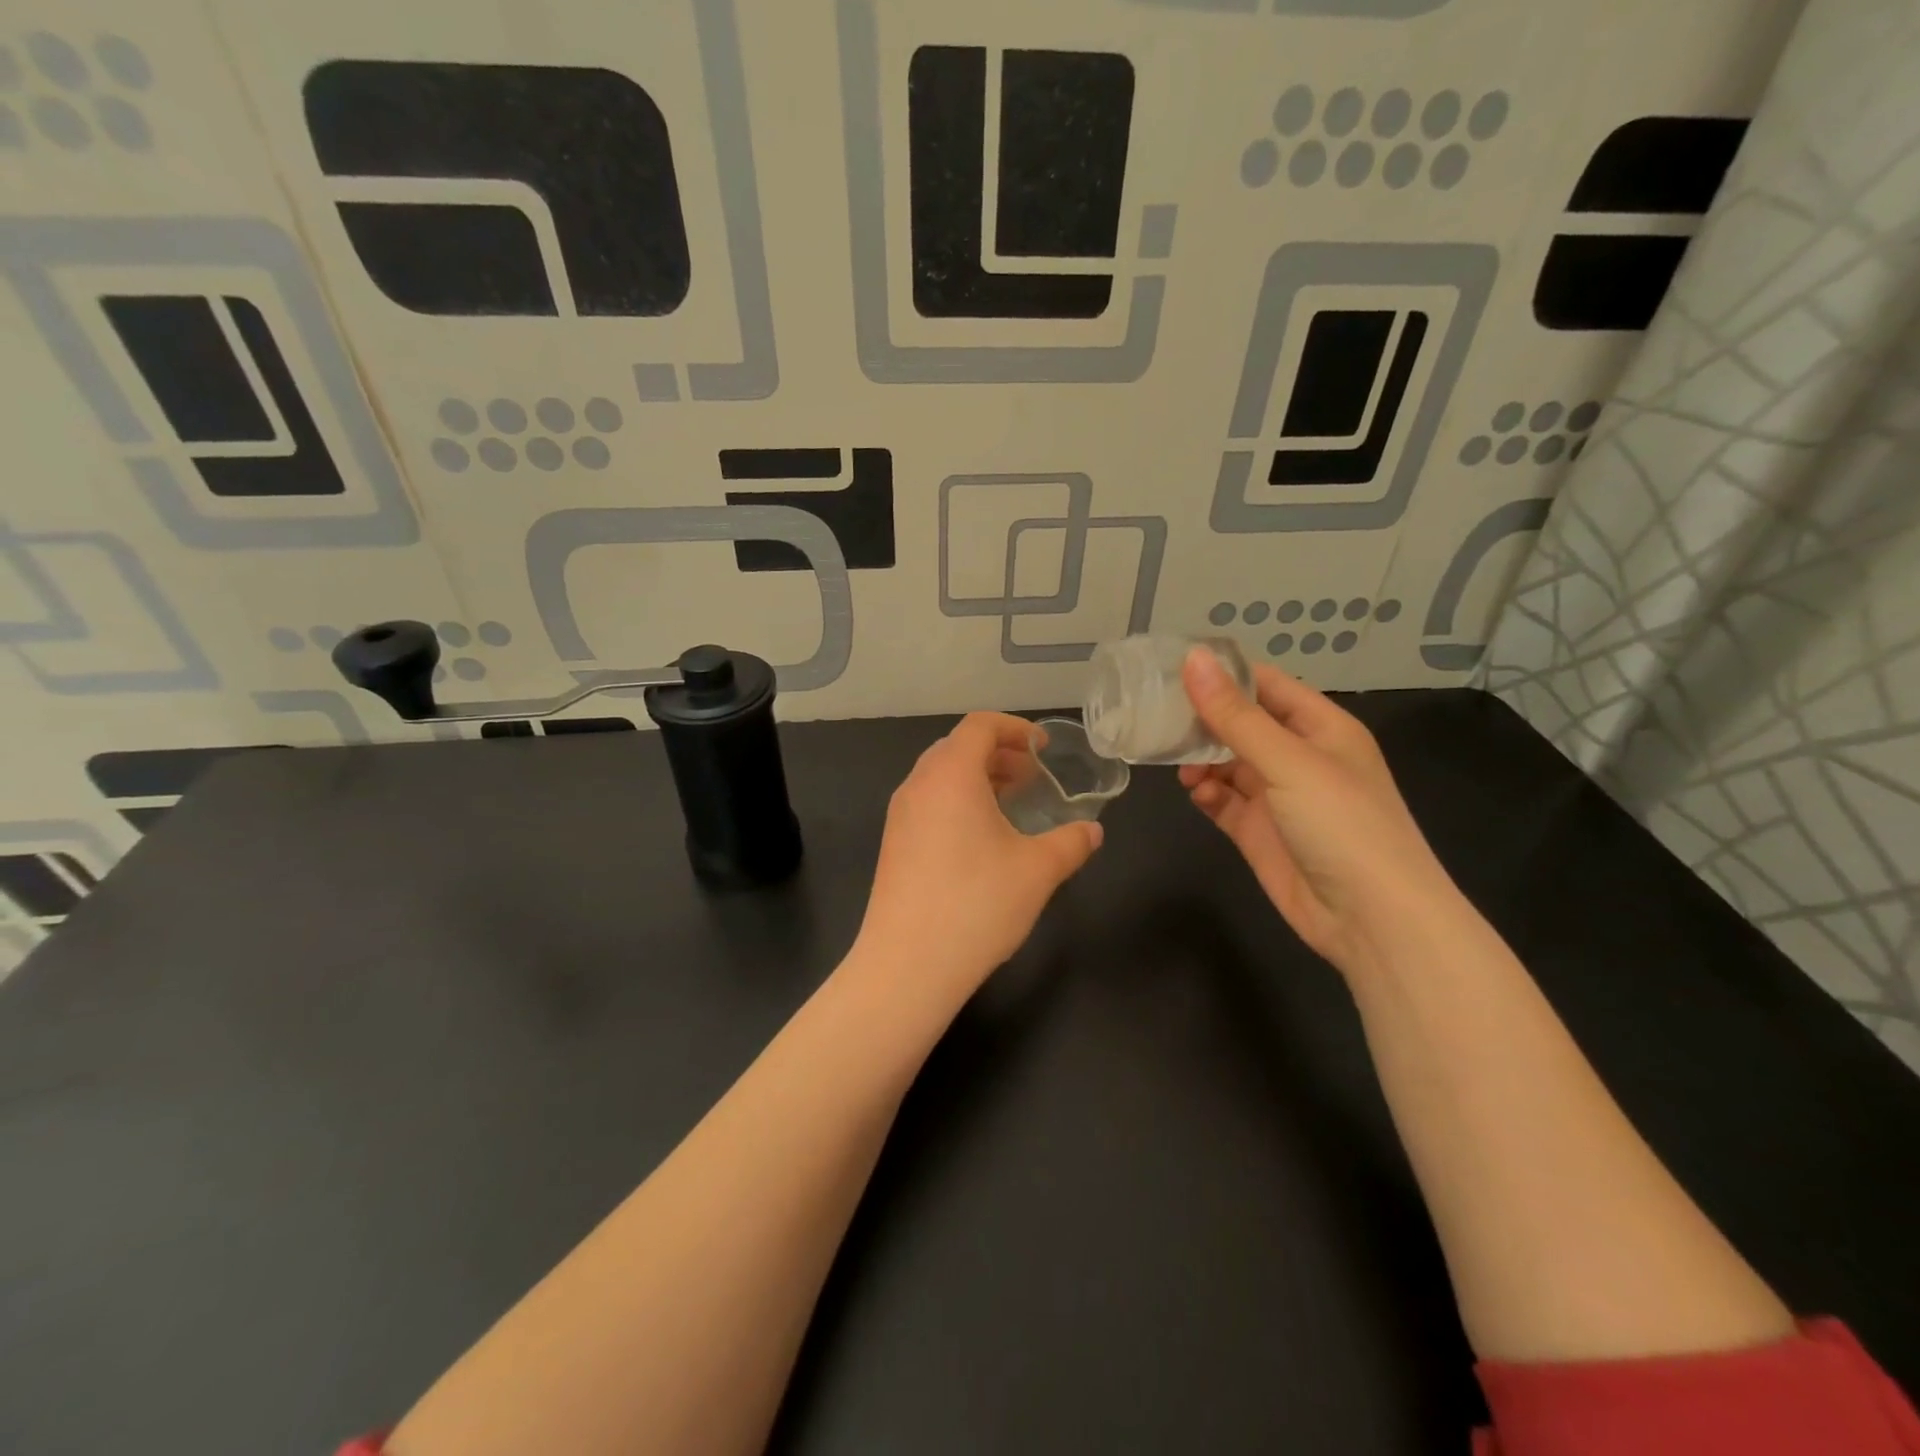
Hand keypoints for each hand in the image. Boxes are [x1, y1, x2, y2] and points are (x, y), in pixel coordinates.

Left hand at [852, 713, 1102, 1005]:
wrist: (907, 964)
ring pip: (940, 776)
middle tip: (1032, 777)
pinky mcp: (893, 844)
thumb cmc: (977, 904)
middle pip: (957, 747)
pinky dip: (957, 802)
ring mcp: (900, 815)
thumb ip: (1071, 842)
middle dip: (998, 753)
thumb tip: (1092, 831)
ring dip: (977, 778)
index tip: (1043, 748)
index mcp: (950, 775)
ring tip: (1011, 804)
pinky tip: (981, 839)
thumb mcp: (1038, 870)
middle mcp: (918, 785)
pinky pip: (928, 802)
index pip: (980, 726)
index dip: (1015, 728)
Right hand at [1178, 650, 1457, 976]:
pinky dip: (1207, 794)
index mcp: (1321, 727)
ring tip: (1178, 765)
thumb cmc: (1341, 824)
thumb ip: (1236, 715)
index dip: (1224, 674)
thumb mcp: (1289, 762)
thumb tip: (1193, 658)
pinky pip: (1224, 801)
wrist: (1371, 919)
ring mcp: (1278, 796)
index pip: (1266, 684)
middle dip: (1203, 719)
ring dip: (1201, 760)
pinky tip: (1197, 794)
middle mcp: (1299, 757)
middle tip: (1156, 714)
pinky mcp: (1259, 832)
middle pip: (1241, 724)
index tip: (1171, 667)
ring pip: (1228, 763)